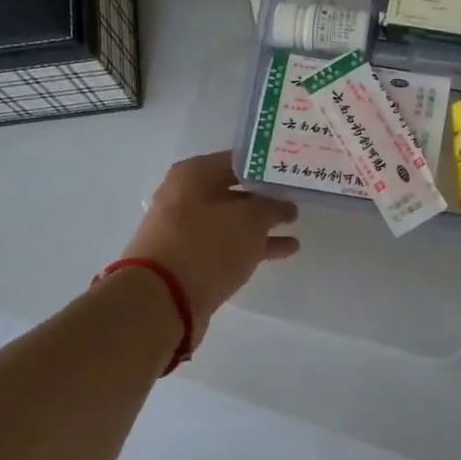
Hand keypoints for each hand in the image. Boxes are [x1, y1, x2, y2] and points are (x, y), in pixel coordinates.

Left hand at [120, 152, 299, 341]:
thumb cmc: (207, 245)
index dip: (268, 166)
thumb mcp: (250, 220)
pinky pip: (228, 243)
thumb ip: (272, 206)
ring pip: (233, 219)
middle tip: (298, 196)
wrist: (162, 299)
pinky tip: (284, 250)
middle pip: (235, 190)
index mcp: (194, 174)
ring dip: (262, 223)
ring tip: (295, 224)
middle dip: (265, 195)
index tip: (293, 171)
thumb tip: (283, 204)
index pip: (240, 160)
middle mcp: (186, 196)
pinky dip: (253, 245)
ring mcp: (187, 229)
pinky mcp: (191, 258)